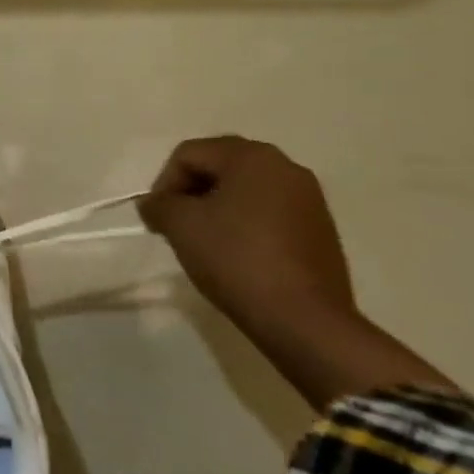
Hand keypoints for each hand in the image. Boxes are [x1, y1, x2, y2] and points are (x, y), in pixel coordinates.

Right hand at [137, 136, 353, 331]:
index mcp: (252, 156)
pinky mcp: (320, 228)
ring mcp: (309, 198)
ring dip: (217, 207)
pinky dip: (244, 222)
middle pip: (219, 165)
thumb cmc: (236, 259)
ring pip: (245, 189)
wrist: (304, 320)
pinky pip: (269, 211)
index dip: (164, 182)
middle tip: (175, 224)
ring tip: (203, 240)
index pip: (189, 153)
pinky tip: (234, 252)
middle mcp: (285, 166)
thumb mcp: (181, 226)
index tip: (157, 218)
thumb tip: (153, 204)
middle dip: (190, 192)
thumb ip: (159, 205)